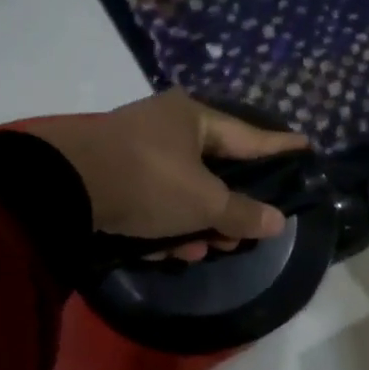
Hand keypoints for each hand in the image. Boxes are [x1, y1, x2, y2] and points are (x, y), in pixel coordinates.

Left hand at [27, 91, 308, 261]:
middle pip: (212, 170)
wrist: (62, 188)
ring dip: (194, 223)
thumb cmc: (148, 181)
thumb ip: (241, 213)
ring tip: (204, 251)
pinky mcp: (111, 176)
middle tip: (243, 233)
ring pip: (181, 191)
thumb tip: (277, 221)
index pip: (248, 136)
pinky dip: (163, 224)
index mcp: (191, 118)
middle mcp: (164, 128)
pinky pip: (152, 201)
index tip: (306, 147)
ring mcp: (134, 151)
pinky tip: (168, 250)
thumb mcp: (202, 201)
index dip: (279, 146)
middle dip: (227, 208)